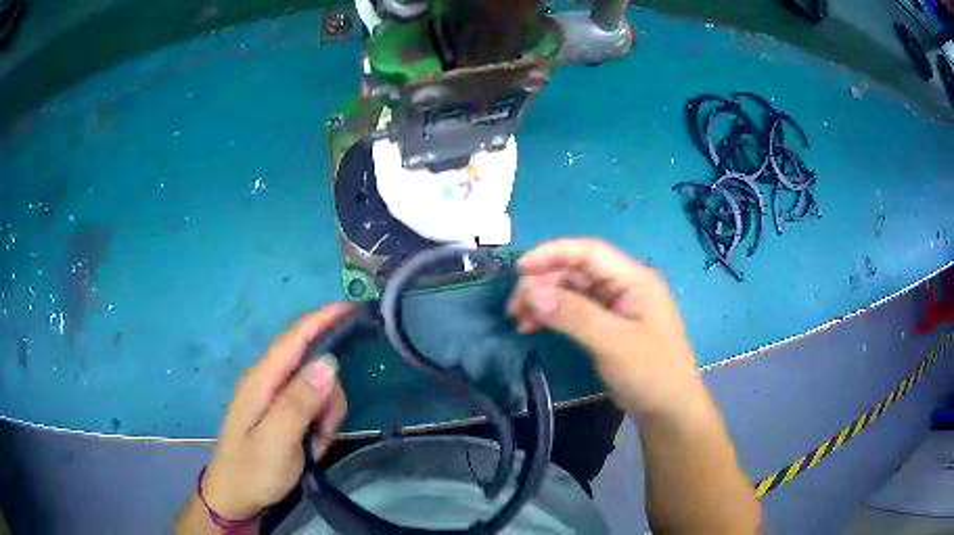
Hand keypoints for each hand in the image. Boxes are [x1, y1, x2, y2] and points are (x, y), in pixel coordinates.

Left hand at [200, 304, 352, 518]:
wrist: (235, 497)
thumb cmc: (253, 471)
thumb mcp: (277, 442)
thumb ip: (299, 402)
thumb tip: (328, 361)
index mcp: (261, 380)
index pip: (293, 338)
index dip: (322, 318)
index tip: (352, 307)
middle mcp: (267, 381)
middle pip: (310, 363)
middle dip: (329, 390)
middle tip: (328, 427)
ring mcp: (273, 396)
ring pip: (315, 386)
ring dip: (326, 411)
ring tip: (316, 442)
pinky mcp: (280, 411)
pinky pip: (311, 404)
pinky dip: (320, 422)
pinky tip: (312, 443)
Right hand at [507, 239, 701, 417]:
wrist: (669, 410)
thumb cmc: (651, 372)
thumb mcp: (613, 343)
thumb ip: (573, 315)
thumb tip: (531, 293)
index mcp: (634, 279)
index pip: (589, 252)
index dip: (552, 253)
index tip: (519, 269)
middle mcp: (624, 286)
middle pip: (576, 271)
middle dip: (543, 283)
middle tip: (514, 307)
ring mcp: (616, 306)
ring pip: (572, 291)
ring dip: (544, 300)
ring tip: (519, 320)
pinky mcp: (608, 325)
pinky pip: (575, 310)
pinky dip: (553, 316)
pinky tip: (534, 327)